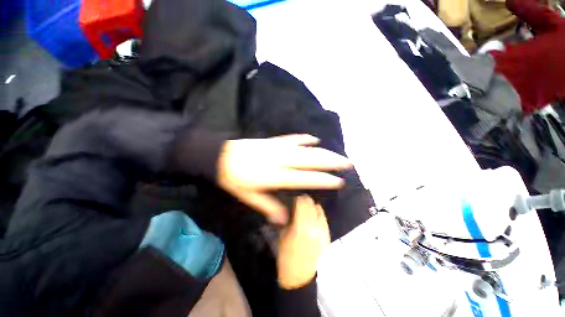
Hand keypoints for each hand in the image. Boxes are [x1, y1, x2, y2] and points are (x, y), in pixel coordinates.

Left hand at [217, 134, 350, 223]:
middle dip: (330, 162)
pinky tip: (314, 138)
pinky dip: (304, 139)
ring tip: (337, 154)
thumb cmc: (233, 178)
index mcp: (273, 176)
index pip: (304, 178)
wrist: (219, 156)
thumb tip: (283, 220)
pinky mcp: (272, 141)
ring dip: (323, 151)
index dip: (322, 180)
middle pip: (310, 160)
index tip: (339, 181)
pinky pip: (292, 138)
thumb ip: (267, 206)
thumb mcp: (247, 196)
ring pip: (305, 149)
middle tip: (348, 163)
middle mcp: (279, 160)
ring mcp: (277, 148)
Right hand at [277, 195, 330, 288]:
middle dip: (307, 201)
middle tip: (303, 197)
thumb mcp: (283, 236)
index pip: (302, 208)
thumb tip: (291, 209)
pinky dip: (321, 214)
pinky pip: (325, 222)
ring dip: (314, 206)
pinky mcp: (326, 238)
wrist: (299, 276)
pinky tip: (318, 210)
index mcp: (300, 229)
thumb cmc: (286, 256)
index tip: (297, 196)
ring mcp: (321, 234)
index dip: (300, 200)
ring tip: (310, 201)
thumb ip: (288, 221)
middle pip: (311, 209)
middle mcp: (313, 229)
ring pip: (319, 214)